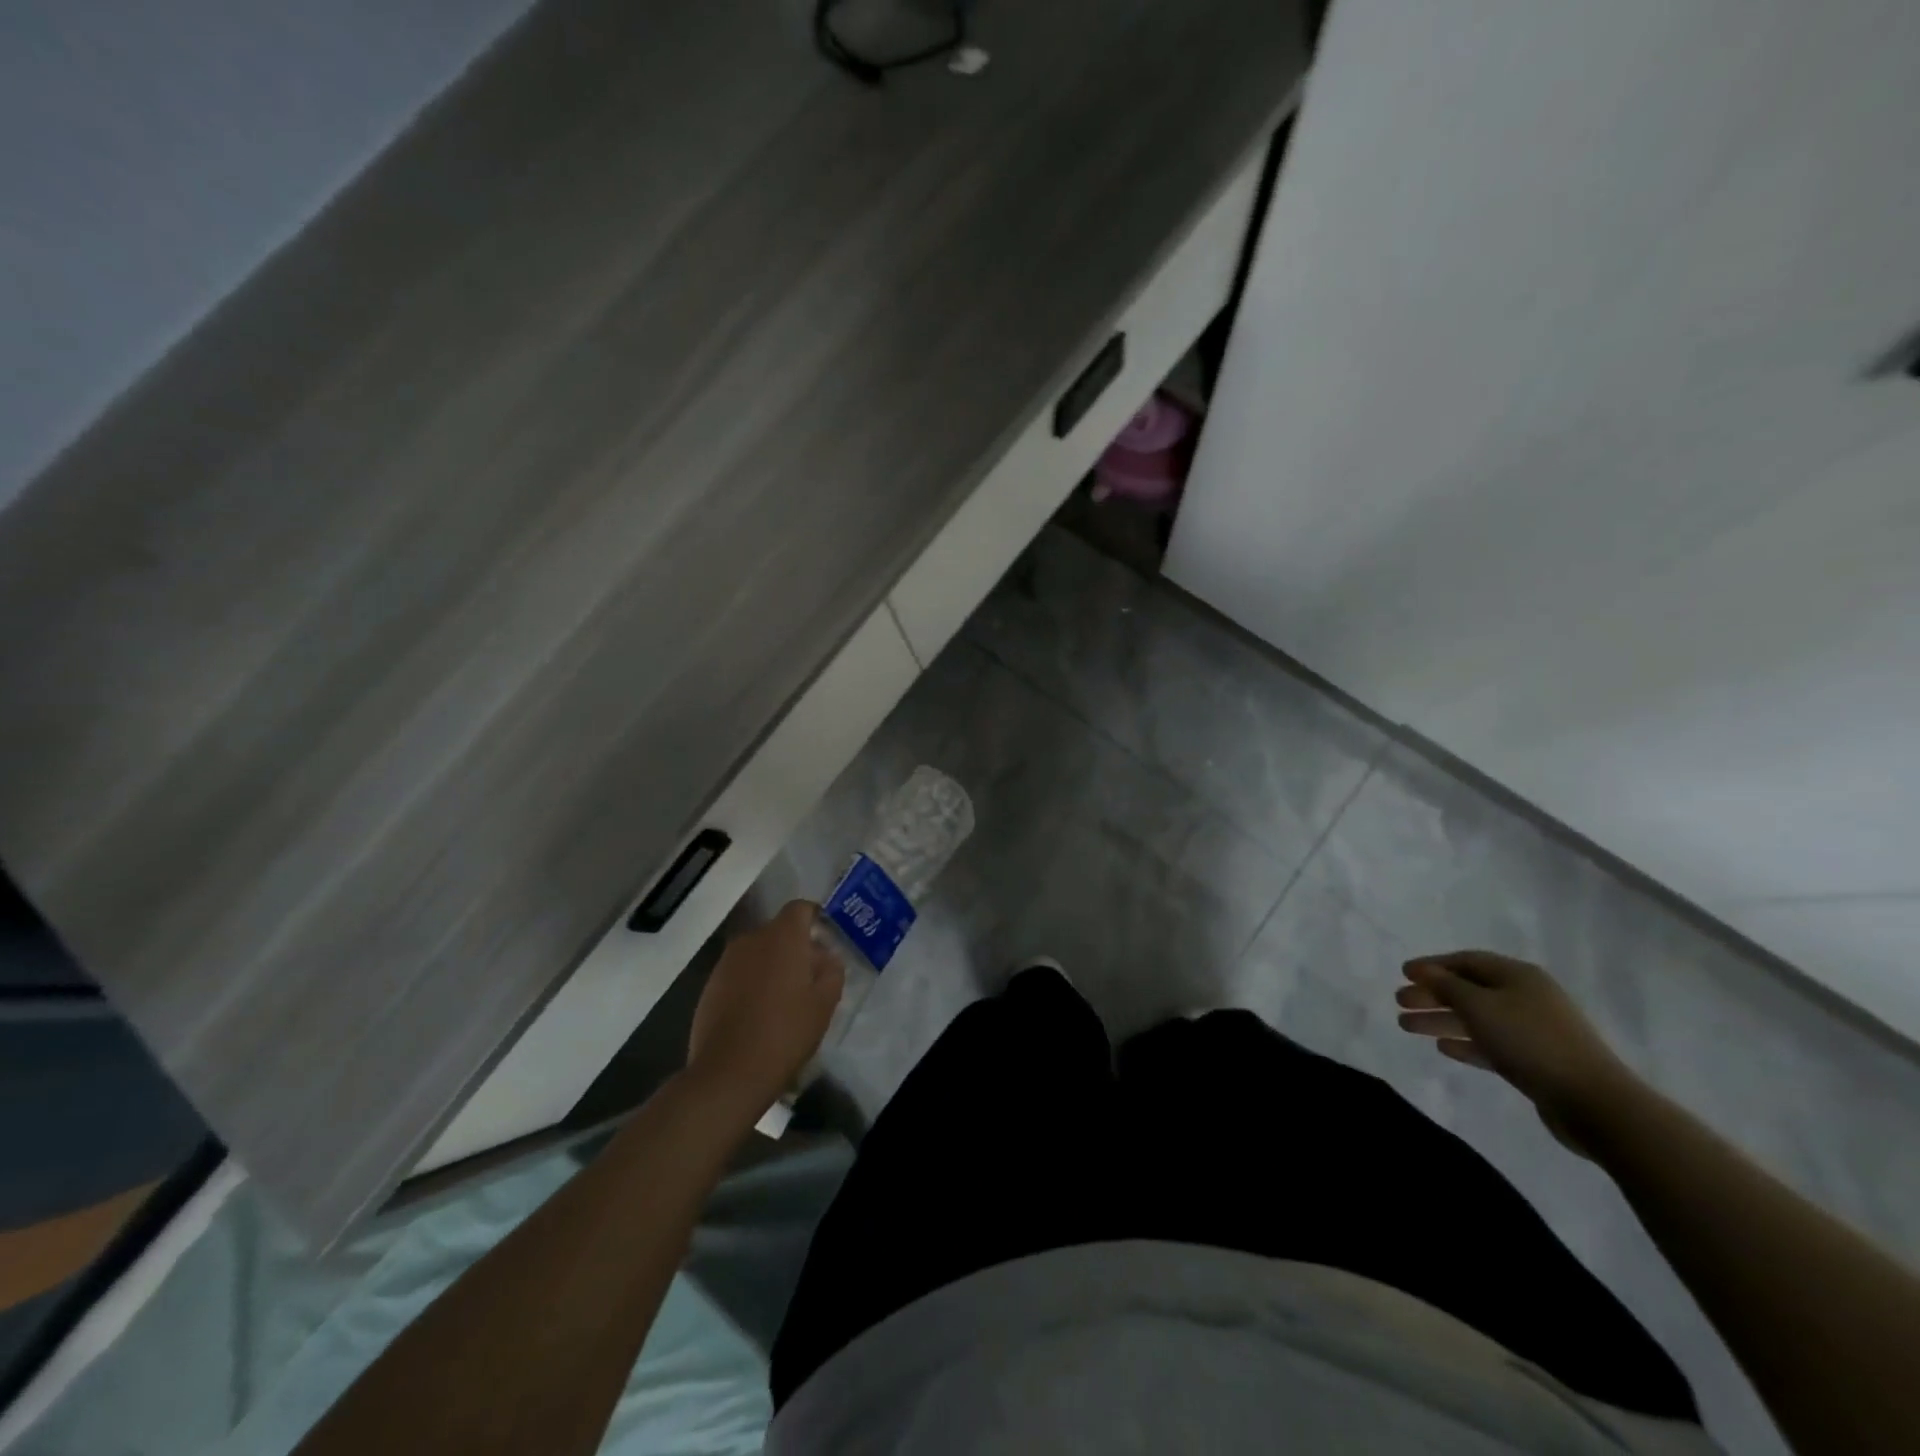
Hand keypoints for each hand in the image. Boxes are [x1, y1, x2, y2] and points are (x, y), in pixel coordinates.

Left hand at [686, 901, 845, 1117]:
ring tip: (786, 998)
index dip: (815, 918)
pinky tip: (760, 1013)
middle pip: (779, 931)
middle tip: (812, 977)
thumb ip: (832, 971)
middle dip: (796, 947)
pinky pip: (739, 972)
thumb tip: (826, 957)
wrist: (728, 1073)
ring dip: (773, 966)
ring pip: (758, 953)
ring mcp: (726, 962)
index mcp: (782, 937)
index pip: (800, 908)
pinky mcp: (710, 986)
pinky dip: (752, 982)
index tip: (826, 940)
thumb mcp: (824, 1004)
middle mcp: (751, 940)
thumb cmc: (785, 1032)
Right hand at [1396, 950, 1639, 1156]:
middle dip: (1432, 995)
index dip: (1432, 965)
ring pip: (1477, 1018)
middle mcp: (1526, 997)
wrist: (1594, 1102)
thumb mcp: (1480, 1006)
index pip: (1466, 961)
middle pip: (1469, 989)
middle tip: (1399, 1003)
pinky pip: (1492, 1044)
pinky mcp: (1536, 1060)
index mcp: (1518, 975)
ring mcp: (1533, 1029)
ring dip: (1442, 1020)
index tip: (1403, 974)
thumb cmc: (1530, 1041)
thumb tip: (1426, 971)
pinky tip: (1443, 1048)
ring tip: (1407, 1026)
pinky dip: (1466, 1043)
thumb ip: (1447, 986)